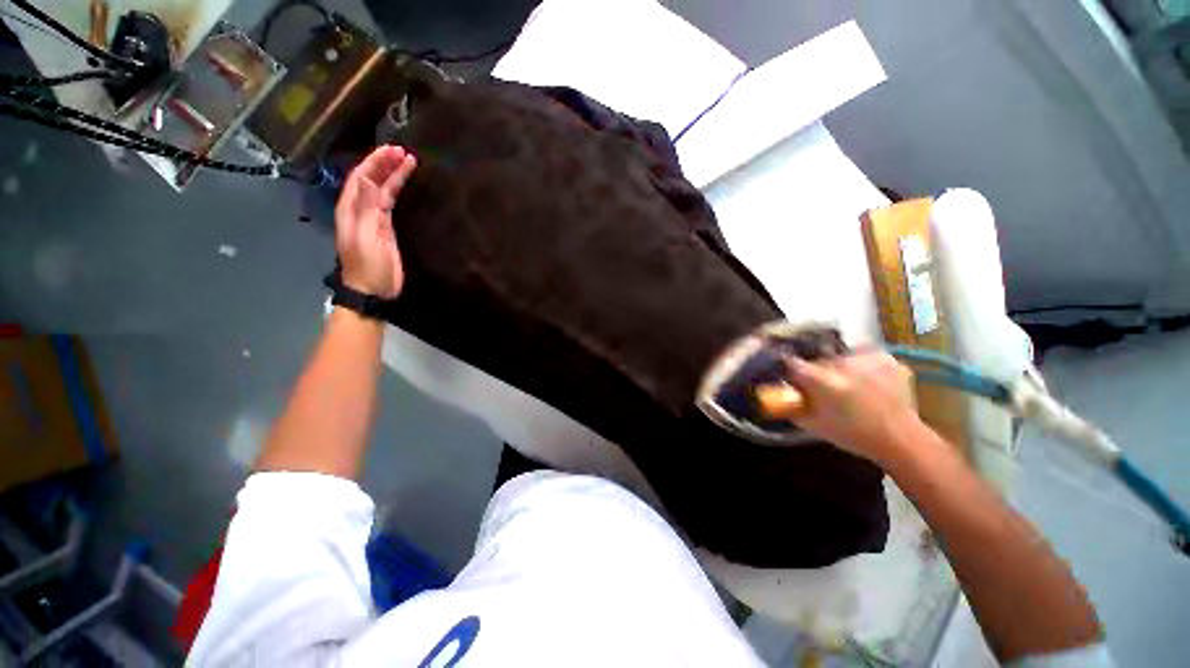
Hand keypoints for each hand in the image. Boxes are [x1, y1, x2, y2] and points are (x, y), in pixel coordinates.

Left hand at [335, 145, 417, 297]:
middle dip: (385, 164)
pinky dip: (397, 190)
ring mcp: (373, 219)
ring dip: (393, 175)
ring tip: (408, 161)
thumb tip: (371, 179)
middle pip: (371, 180)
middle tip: (404, 152)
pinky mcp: (386, 229)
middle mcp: (359, 209)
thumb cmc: (368, 265)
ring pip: (382, 190)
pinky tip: (405, 184)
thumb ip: (367, 207)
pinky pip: (389, 202)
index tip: (394, 150)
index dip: (375, 162)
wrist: (372, 290)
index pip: (361, 177)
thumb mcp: (366, 236)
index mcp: (350, 209)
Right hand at [785, 351, 921, 464]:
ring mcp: (866, 358)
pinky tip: (865, 377)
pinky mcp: (886, 357)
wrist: (901, 440)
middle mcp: (841, 363)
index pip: (790, 361)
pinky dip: (860, 363)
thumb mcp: (811, 424)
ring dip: (838, 363)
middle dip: (814, 366)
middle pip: (816, 356)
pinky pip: (864, 354)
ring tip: (845, 379)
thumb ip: (789, 405)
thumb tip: (772, 394)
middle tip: (819, 380)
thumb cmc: (851, 435)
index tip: (785, 369)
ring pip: (840, 353)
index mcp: (820, 380)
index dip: (785, 364)